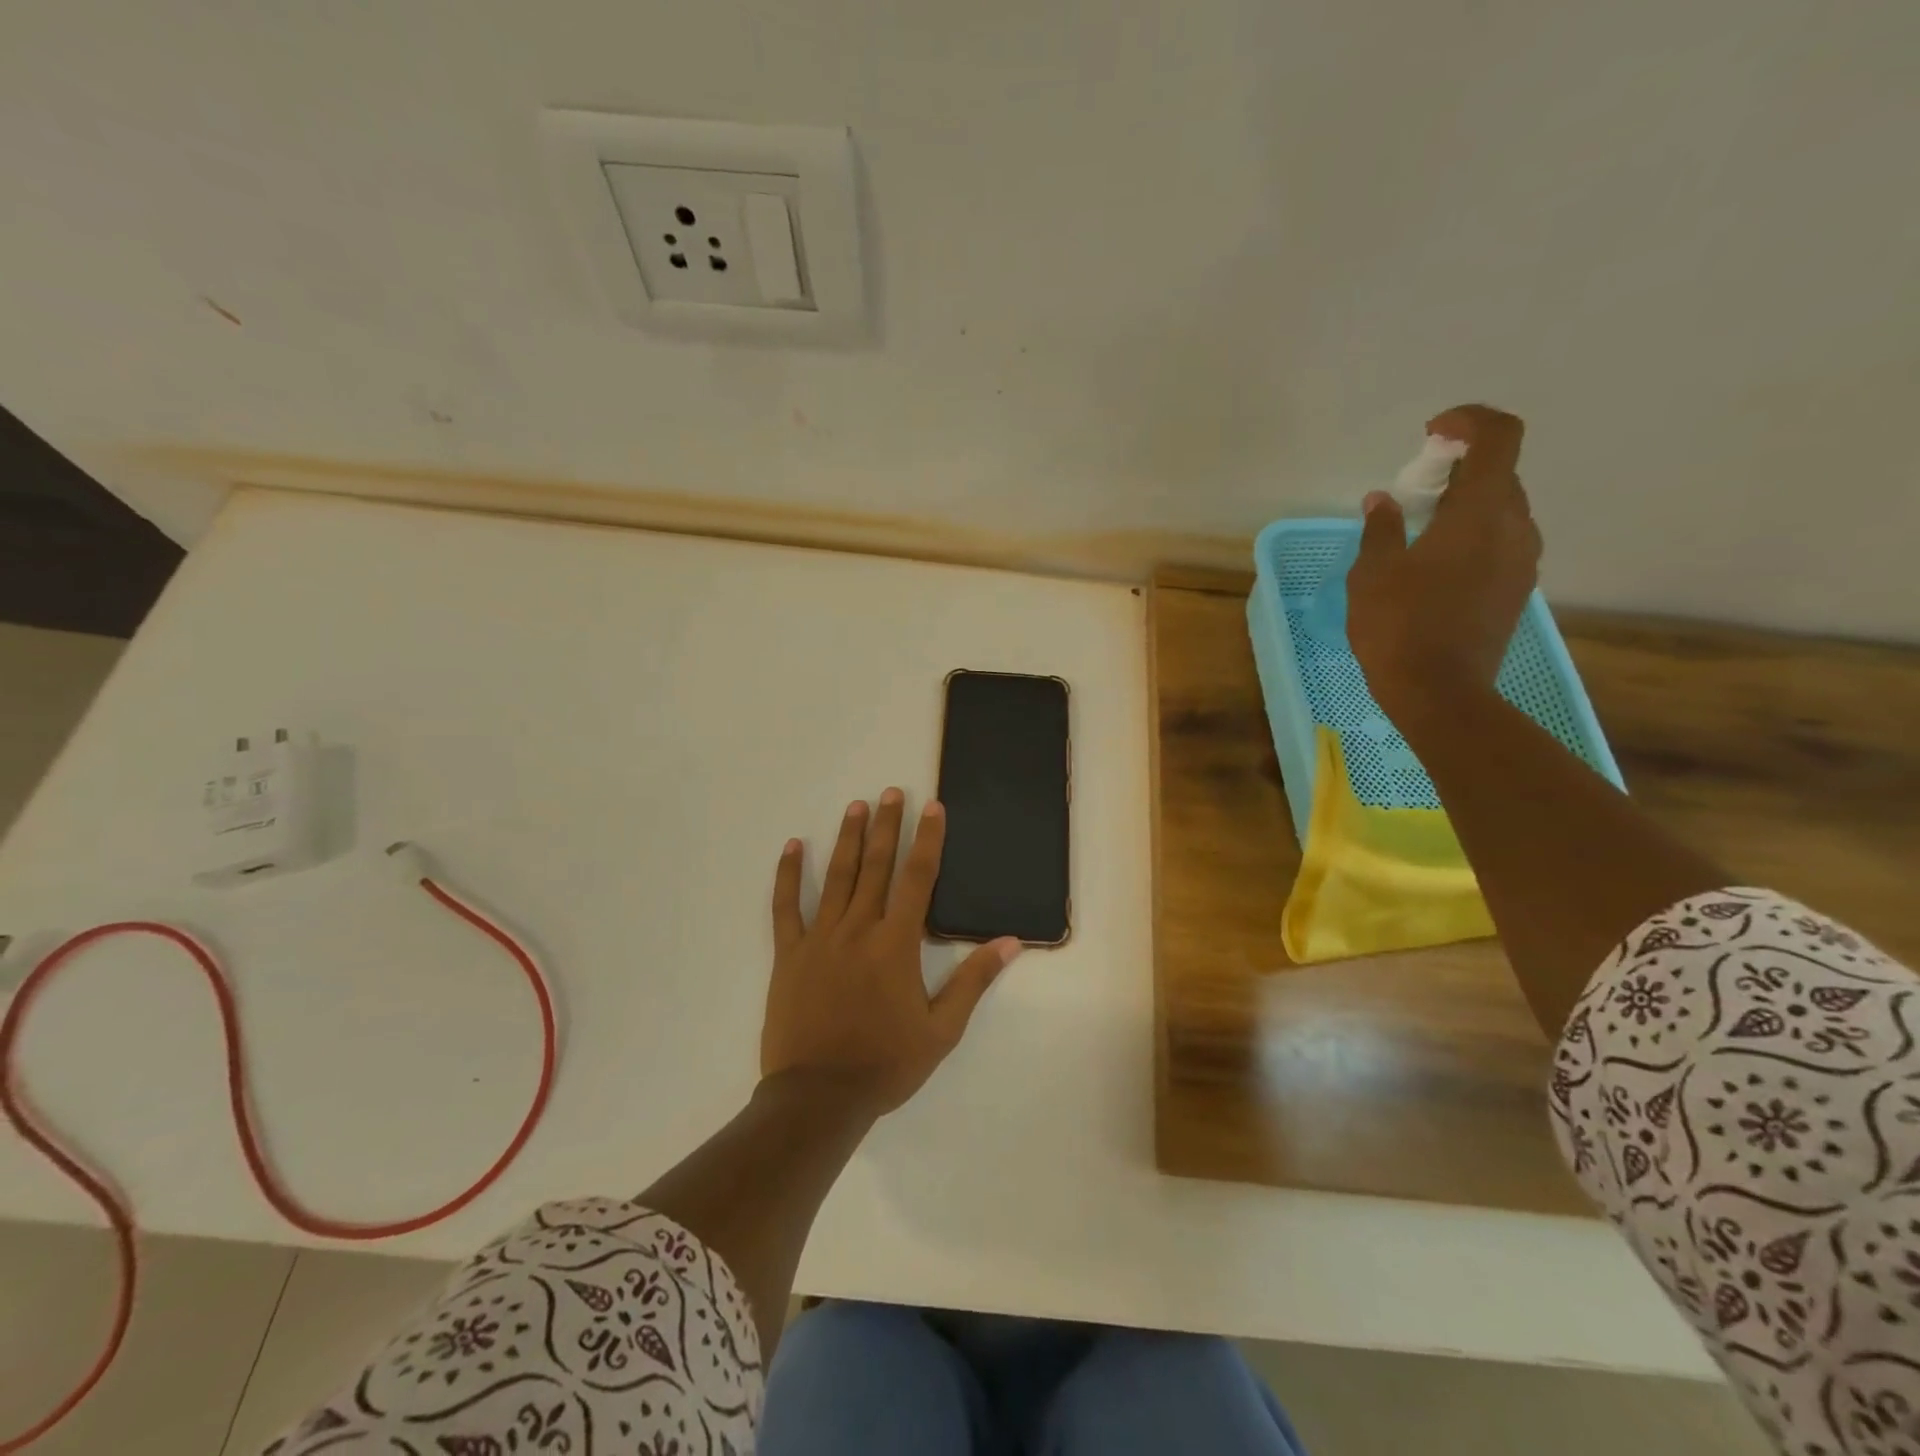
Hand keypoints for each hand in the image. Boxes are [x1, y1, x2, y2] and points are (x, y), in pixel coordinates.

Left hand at [762, 789, 1021, 1114]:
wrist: (819, 1097)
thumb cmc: (886, 1064)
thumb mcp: (942, 1030)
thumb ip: (974, 981)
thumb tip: (1010, 942)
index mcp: (896, 944)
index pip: (917, 879)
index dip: (928, 840)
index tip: (932, 808)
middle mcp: (858, 929)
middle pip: (877, 866)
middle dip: (888, 826)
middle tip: (892, 791)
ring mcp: (820, 938)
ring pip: (837, 877)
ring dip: (849, 839)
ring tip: (856, 806)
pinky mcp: (789, 954)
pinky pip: (786, 907)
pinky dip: (789, 875)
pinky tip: (793, 847)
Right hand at [1346, 403, 1541, 721]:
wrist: (1439, 692)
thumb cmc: (1399, 626)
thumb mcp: (1372, 574)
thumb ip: (1381, 530)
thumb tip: (1383, 502)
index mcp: (1481, 513)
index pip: (1499, 436)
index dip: (1469, 421)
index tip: (1431, 434)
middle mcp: (1515, 528)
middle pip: (1500, 474)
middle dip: (1459, 469)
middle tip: (1413, 490)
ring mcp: (1522, 561)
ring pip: (1501, 512)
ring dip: (1465, 505)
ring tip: (1419, 532)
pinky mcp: (1516, 590)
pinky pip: (1499, 543)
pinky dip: (1471, 536)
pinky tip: (1433, 567)